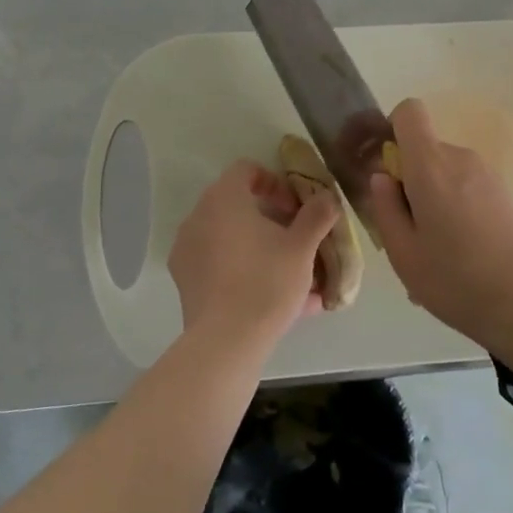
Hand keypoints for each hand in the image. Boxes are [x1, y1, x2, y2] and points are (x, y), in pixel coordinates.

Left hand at [168, 161, 338, 350]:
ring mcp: (187, 250)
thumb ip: (317, 215)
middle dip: (271, 219)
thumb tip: (327, 197)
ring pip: (231, 238)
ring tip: (291, 274)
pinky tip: (275, 299)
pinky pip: (220, 265)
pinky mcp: (185, 282)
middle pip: (238, 205)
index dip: (275, 182)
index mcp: (223, 199)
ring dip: (260, 247)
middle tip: (296, 239)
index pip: (247, 170)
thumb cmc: (266, 281)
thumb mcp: (302, 246)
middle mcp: (198, 217)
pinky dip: (245, 270)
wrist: (226, 342)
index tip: (295, 208)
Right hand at [366, 99, 512, 347]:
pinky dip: (455, 207)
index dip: (393, 129)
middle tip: (407, 228)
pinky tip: (459, 254)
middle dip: (410, 177)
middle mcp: (461, 158)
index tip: (388, 168)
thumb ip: (385, 206)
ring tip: (434, 249)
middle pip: (426, 148)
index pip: (410, 112)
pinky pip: (467, 187)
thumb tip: (383, 177)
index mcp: (431, 165)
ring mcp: (488, 175)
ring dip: (433, 196)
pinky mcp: (505, 194)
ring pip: (446, 171)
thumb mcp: (402, 251)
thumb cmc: (453, 279)